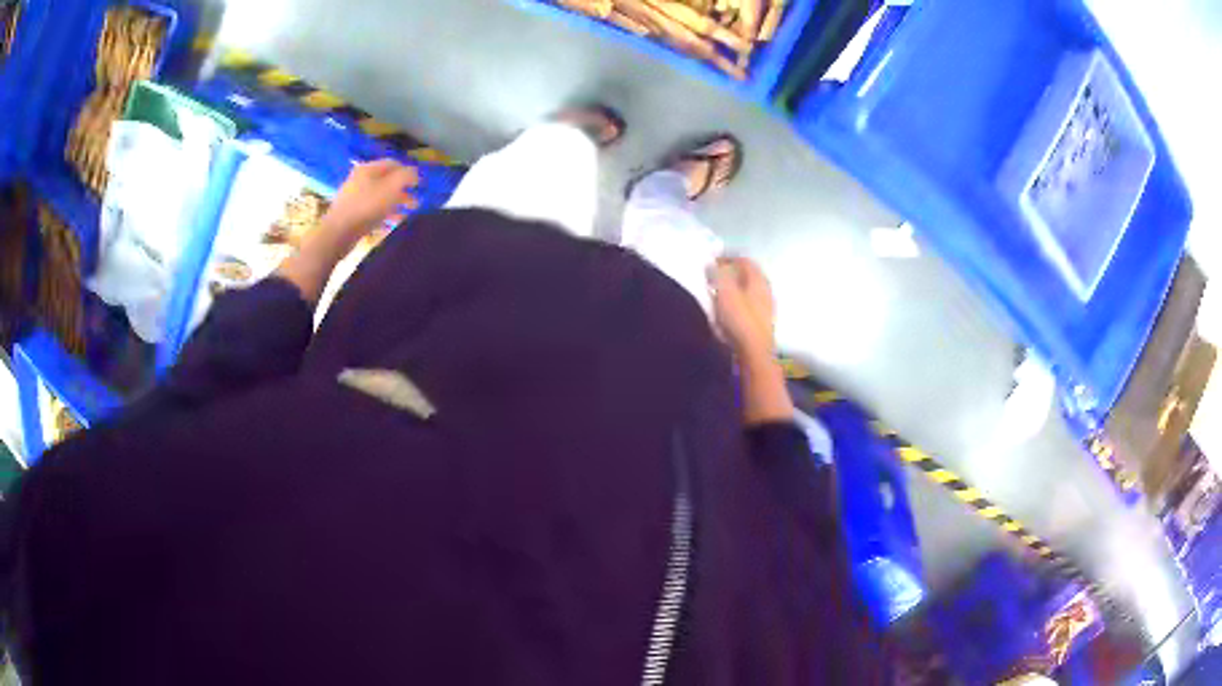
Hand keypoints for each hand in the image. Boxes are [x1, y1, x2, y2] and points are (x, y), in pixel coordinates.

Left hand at [322, 159, 418, 237]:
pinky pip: (372, 210)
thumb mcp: (392, 187)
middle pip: (386, 180)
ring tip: (407, 214)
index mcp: (368, 168)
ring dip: (395, 203)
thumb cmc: (367, 206)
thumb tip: (414, 173)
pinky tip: (391, 224)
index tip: (420, 185)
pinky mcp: (351, 213)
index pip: (393, 163)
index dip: (408, 172)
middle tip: (415, 201)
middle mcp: (360, 179)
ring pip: (380, 196)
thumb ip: (406, 176)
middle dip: (403, 190)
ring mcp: (354, 197)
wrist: (338, 233)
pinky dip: (383, 214)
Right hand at [709, 256, 775, 358]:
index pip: (744, 260)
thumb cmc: (739, 319)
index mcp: (758, 279)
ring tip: (717, 295)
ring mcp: (766, 307)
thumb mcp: (724, 292)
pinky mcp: (762, 322)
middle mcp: (766, 289)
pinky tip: (727, 312)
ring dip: (734, 289)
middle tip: (714, 277)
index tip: (712, 262)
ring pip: (748, 291)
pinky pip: (748, 305)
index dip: (727, 258)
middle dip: (730, 274)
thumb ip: (718, 274)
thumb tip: (713, 264)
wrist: (754, 352)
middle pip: (747, 275)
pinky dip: (737, 303)